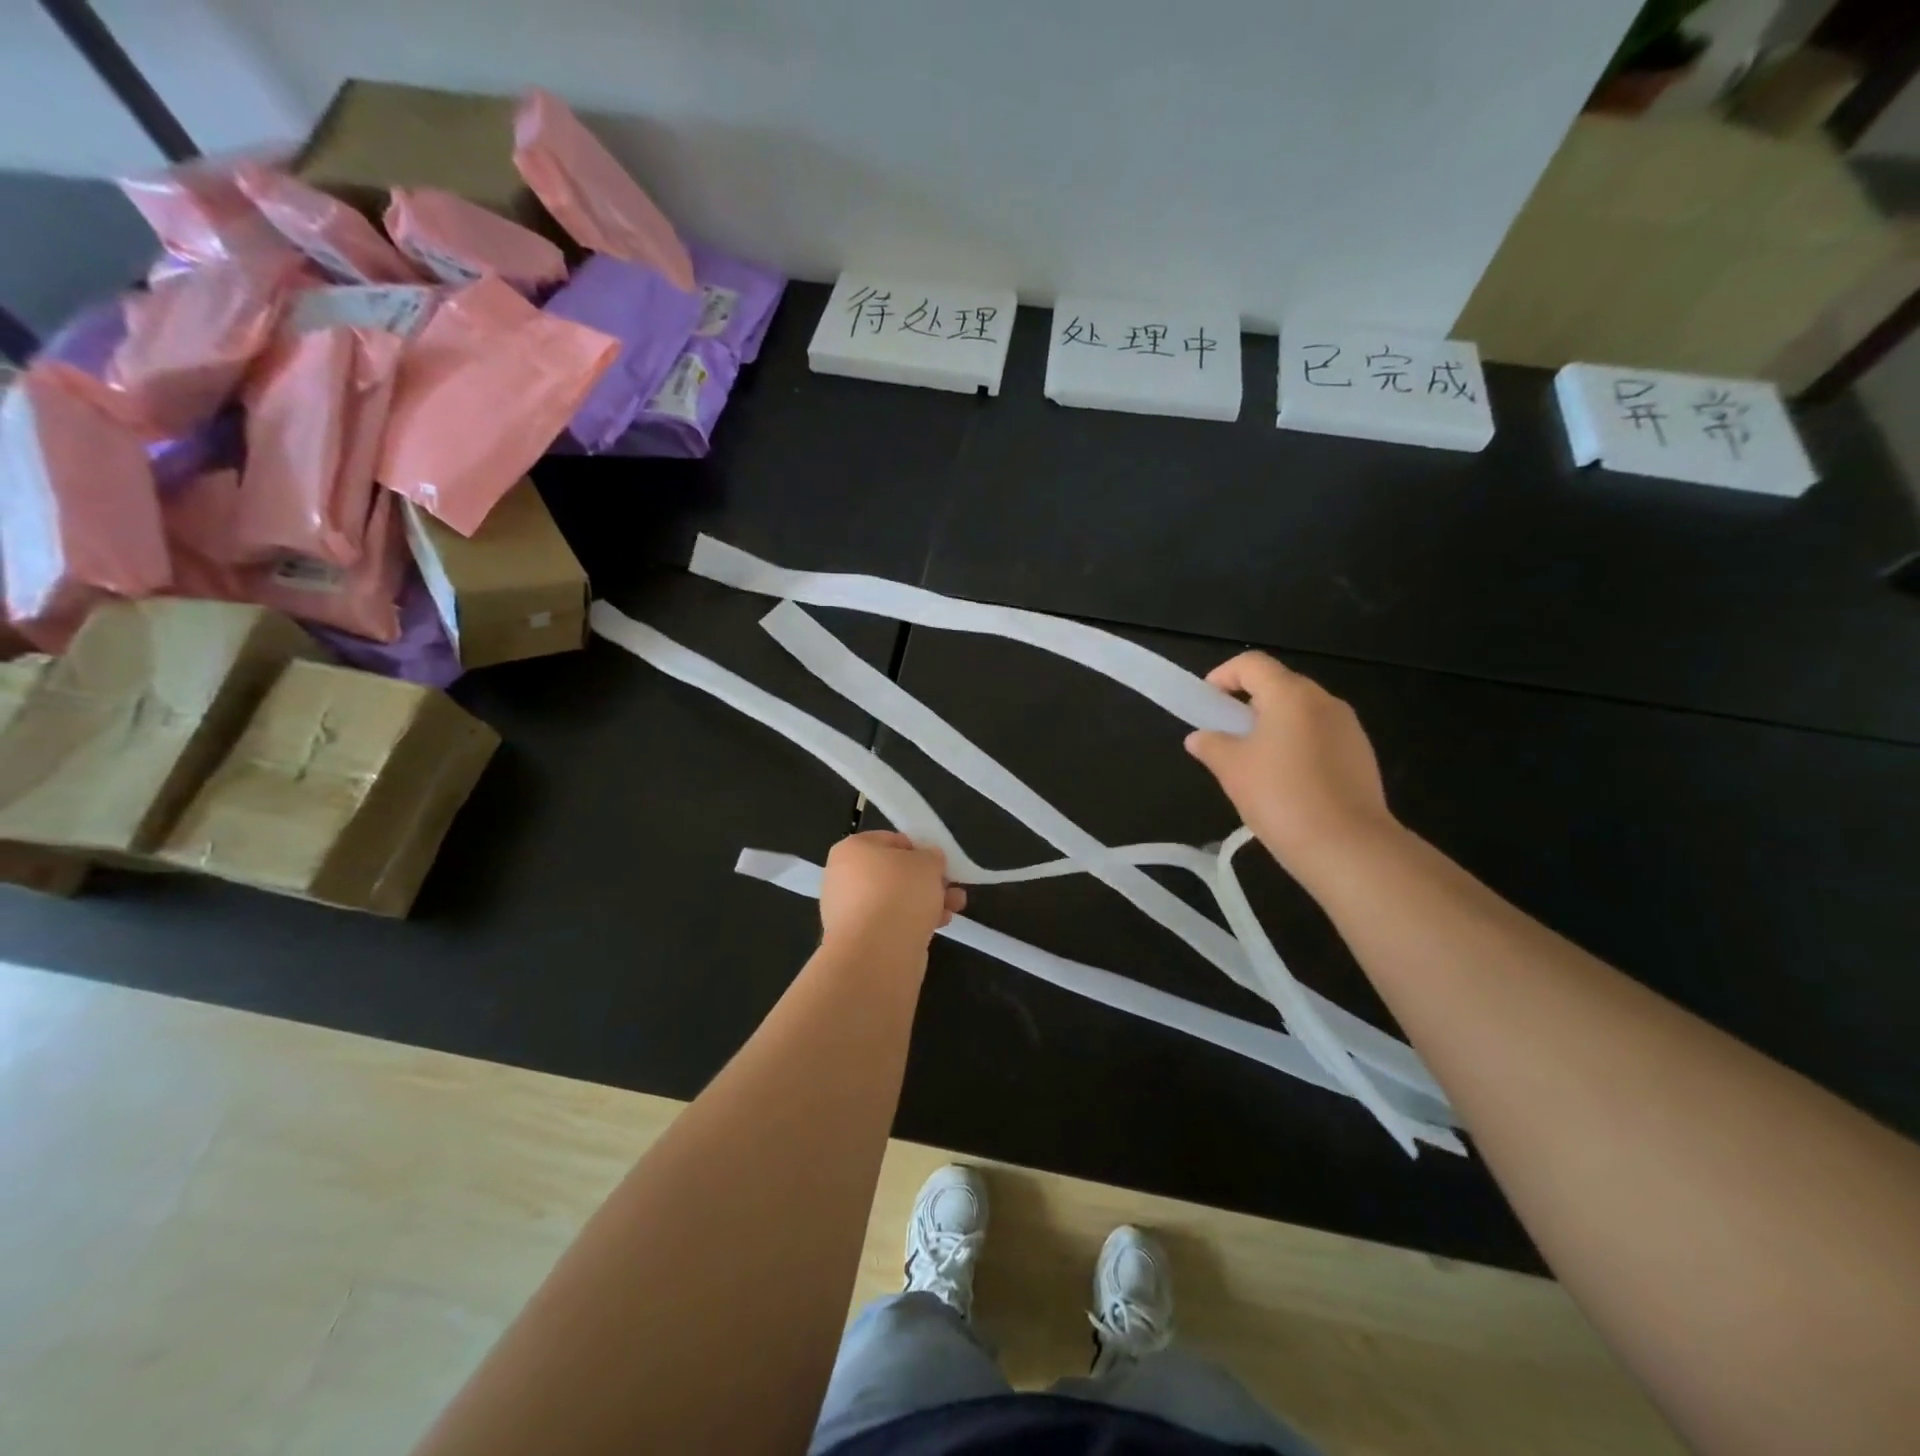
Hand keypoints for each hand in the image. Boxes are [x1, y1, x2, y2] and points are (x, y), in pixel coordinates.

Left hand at [819, 832, 964, 954]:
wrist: (878, 952)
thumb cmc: (900, 891)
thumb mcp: (927, 861)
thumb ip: (931, 856)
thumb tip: (929, 860)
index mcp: (851, 849)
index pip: (890, 840)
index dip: (918, 849)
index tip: (938, 861)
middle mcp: (844, 877)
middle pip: (894, 873)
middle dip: (926, 880)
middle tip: (950, 885)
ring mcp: (849, 911)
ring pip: (896, 900)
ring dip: (926, 901)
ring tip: (955, 906)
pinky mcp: (860, 939)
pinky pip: (892, 923)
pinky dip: (914, 922)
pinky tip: (939, 924)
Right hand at [1185, 652, 1398, 877]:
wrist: (1346, 846)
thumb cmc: (1280, 796)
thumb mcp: (1231, 769)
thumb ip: (1211, 745)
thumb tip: (1199, 738)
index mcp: (1290, 695)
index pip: (1252, 664)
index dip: (1223, 675)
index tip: (1207, 701)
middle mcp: (1324, 702)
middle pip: (1280, 686)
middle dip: (1249, 704)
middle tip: (1227, 734)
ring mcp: (1349, 729)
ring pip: (1302, 714)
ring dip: (1275, 727)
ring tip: (1255, 763)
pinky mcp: (1362, 756)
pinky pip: (1321, 738)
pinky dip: (1298, 747)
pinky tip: (1286, 783)